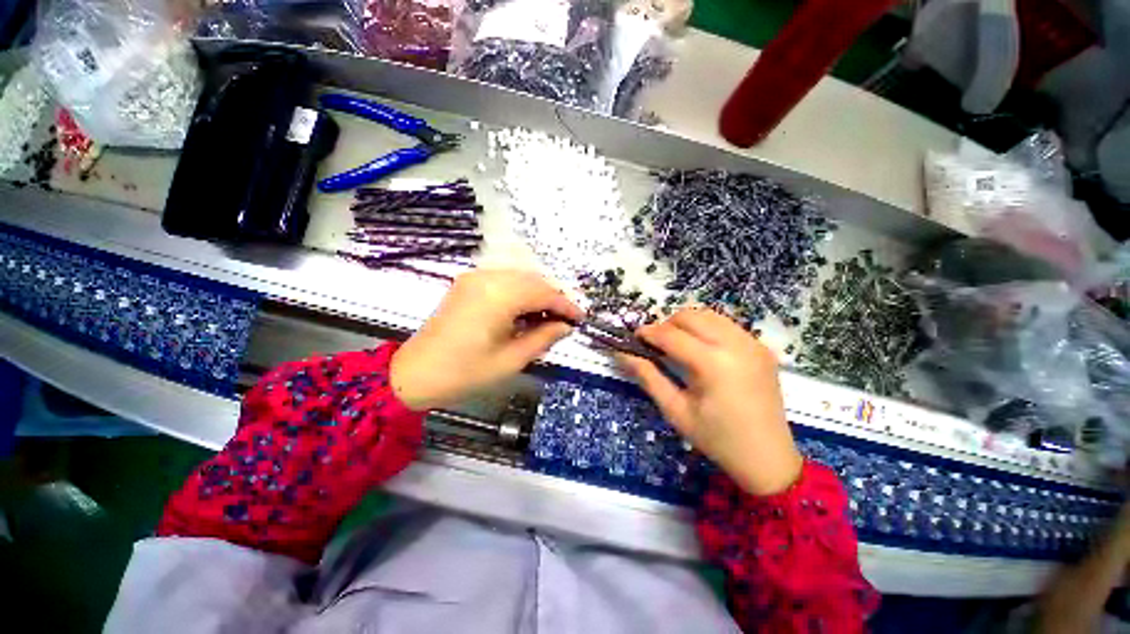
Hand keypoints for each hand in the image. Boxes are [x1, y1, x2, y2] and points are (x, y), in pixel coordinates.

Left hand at [391, 269, 582, 410]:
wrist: (416, 373)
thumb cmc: (466, 372)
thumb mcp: (512, 359)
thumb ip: (543, 338)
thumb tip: (565, 326)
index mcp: (500, 295)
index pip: (544, 293)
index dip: (566, 305)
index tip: (580, 319)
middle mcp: (488, 277)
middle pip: (534, 280)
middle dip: (553, 298)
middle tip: (565, 320)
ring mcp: (475, 277)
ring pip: (520, 278)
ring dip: (538, 294)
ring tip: (548, 318)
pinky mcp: (468, 283)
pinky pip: (504, 280)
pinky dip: (520, 292)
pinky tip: (526, 311)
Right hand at [619, 308, 802, 495]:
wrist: (768, 458)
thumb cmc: (716, 438)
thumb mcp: (675, 410)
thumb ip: (648, 377)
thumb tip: (622, 354)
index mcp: (713, 364)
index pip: (672, 335)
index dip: (649, 333)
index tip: (634, 338)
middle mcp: (736, 345)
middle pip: (691, 316)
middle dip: (667, 324)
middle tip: (656, 344)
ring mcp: (753, 344)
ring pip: (709, 315)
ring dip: (687, 324)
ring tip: (677, 345)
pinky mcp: (762, 347)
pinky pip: (727, 325)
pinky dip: (707, 329)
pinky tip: (703, 350)